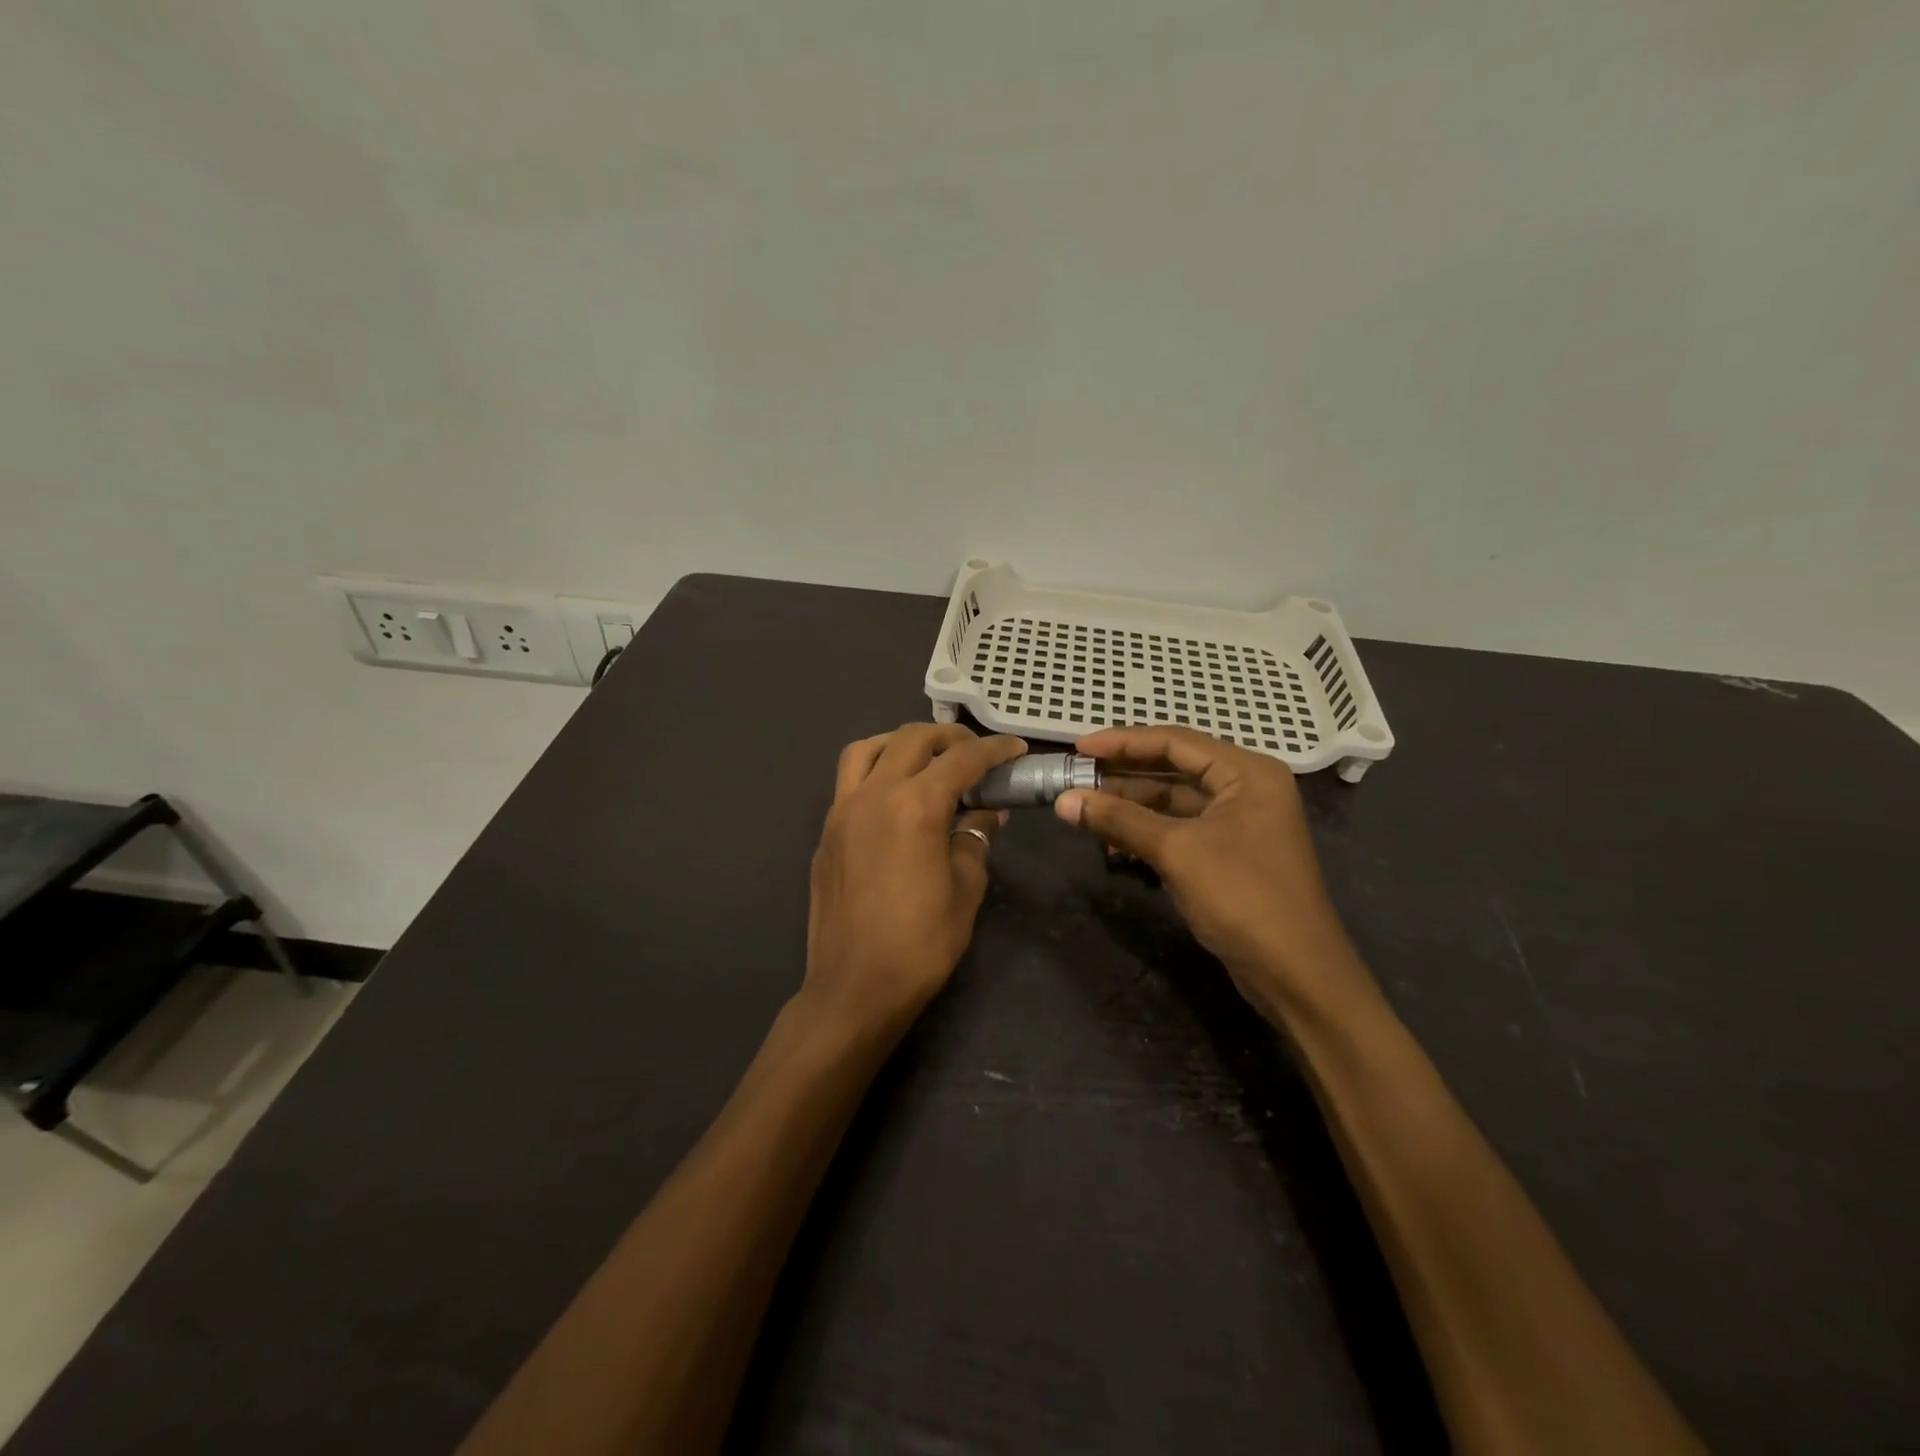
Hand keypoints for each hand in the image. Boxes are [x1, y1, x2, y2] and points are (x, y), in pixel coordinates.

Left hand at [805, 724, 1026, 1038]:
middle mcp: (874, 794)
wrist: (854, 986)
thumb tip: (986, 812)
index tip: (1015, 749)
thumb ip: (976, 838)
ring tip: (926, 759)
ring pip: (868, 748)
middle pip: (912, 739)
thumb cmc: (921, 942)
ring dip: (901, 743)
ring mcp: (843, 810)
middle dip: (949, 737)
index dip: (994, 749)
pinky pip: (849, 780)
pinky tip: (894, 794)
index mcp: (915, 805)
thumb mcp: (965, 888)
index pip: (961, 759)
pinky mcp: (827, 831)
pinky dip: (875, 769)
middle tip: (975, 753)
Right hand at [1055, 727, 1375, 1024]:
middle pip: (1173, 769)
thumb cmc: (1243, 898)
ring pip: (1173, 802)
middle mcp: (1246, 788)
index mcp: (1247, 772)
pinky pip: (1179, 830)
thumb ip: (1119, 820)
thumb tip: (1063, 801)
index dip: (1122, 741)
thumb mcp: (1177, 852)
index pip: (1174, 741)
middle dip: (1123, 776)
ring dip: (1130, 808)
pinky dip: (1146, 834)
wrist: (1296, 975)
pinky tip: (1114, 848)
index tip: (1078, 748)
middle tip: (1076, 779)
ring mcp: (1239, 823)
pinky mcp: (1229, 854)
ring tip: (1086, 814)